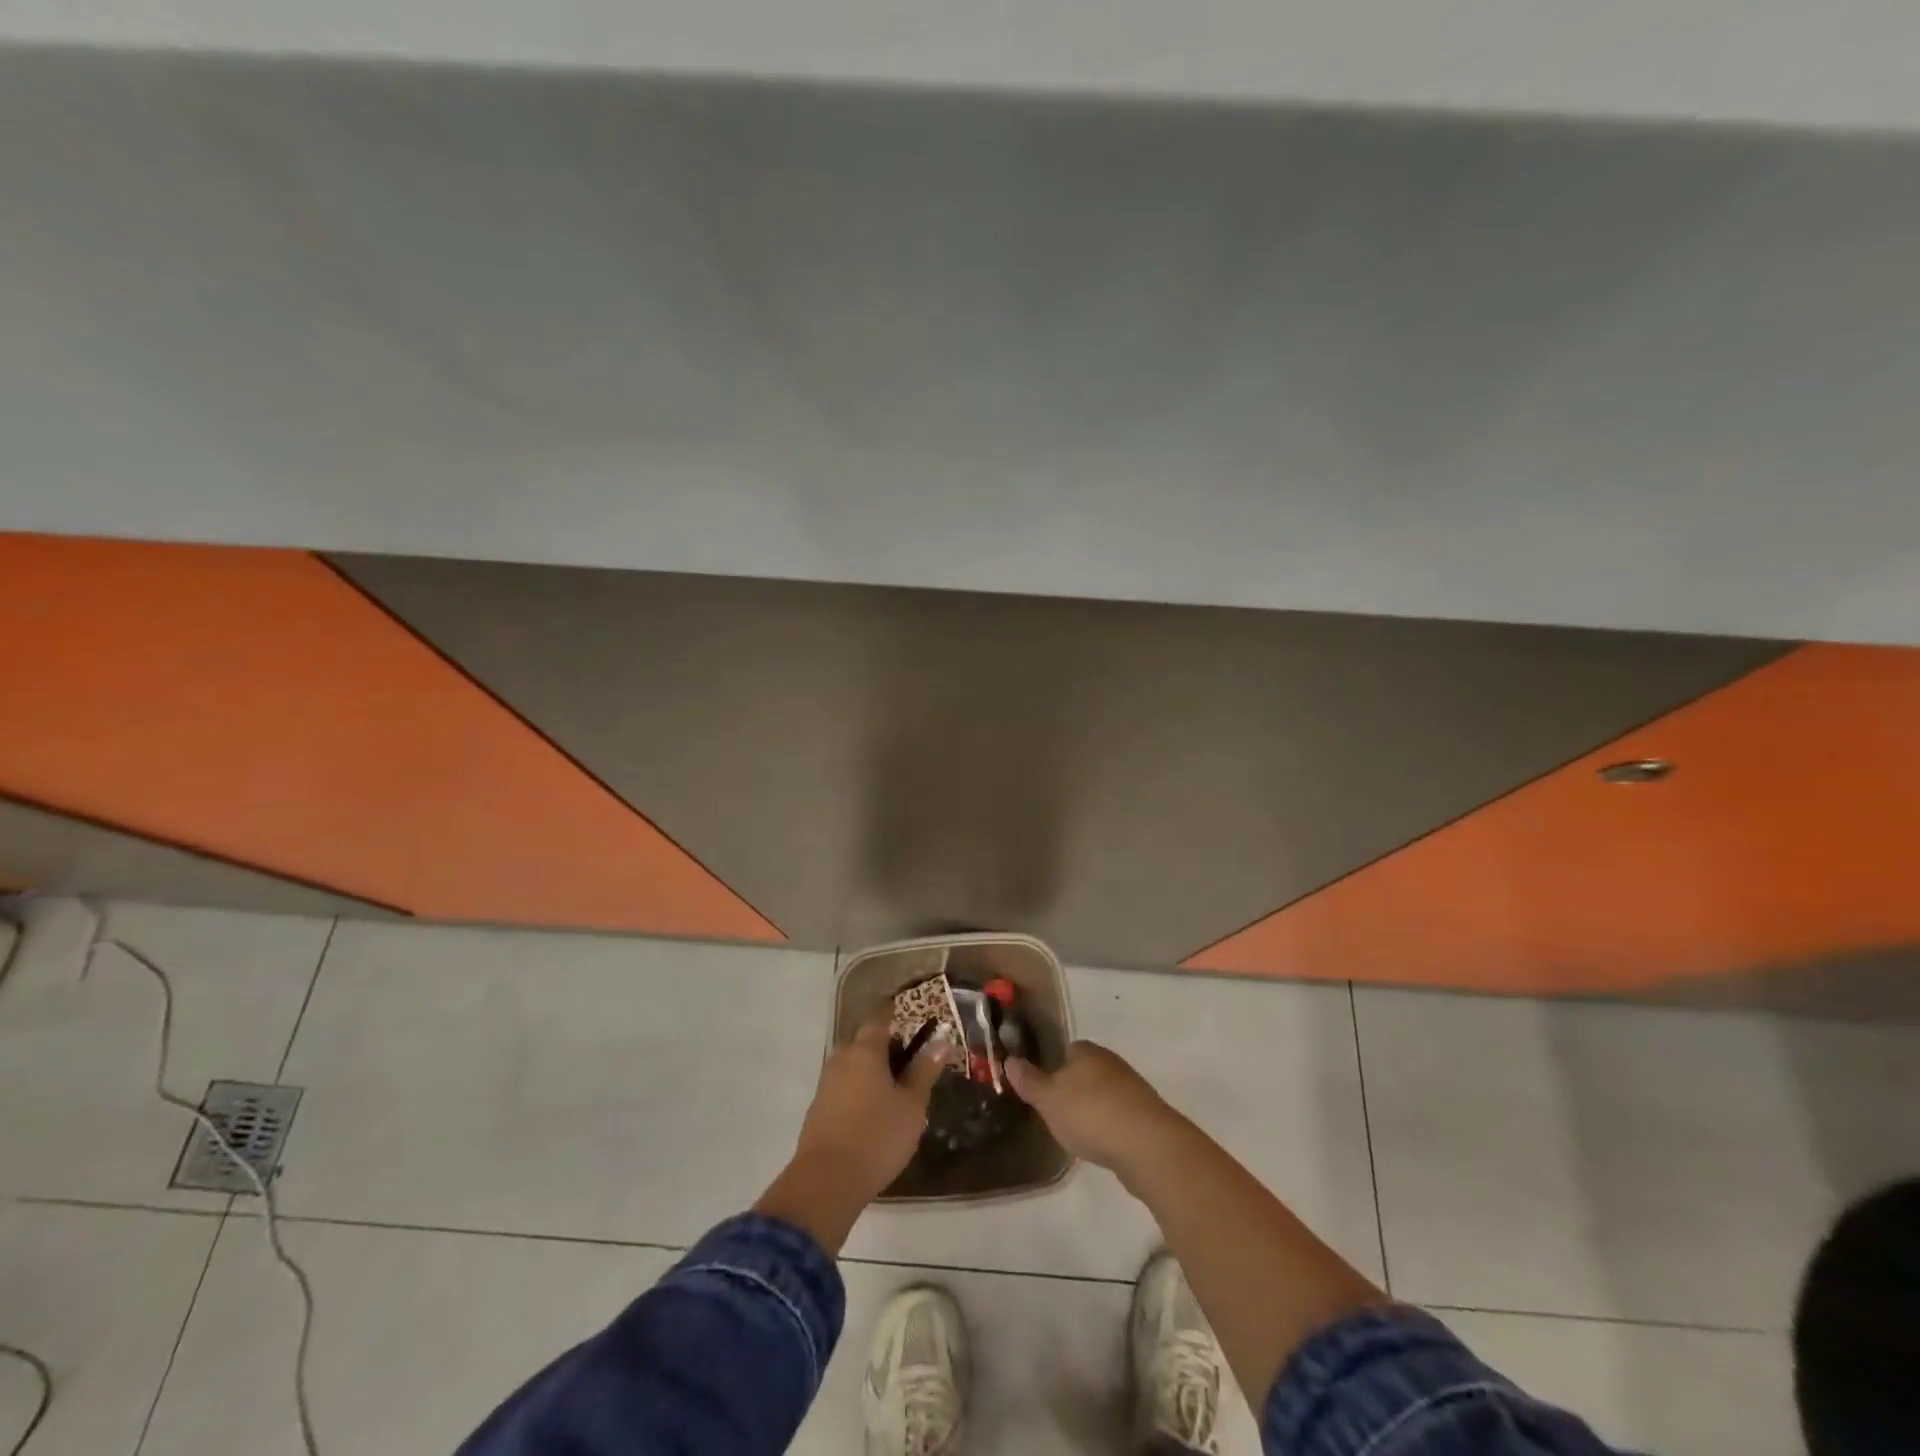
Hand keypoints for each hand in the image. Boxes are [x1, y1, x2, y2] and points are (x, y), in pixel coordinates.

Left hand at [791, 1016, 950, 1200]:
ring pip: (854, 1065)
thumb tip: (941, 1041)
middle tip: (912, 1064)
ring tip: (897, 1092)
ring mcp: (826, 1083)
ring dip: (873, 1072)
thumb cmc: (877, 1136)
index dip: (898, 1015)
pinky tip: (874, 1113)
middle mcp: (842, 1058)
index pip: (881, 1017)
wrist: (826, 1182)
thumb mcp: (912, 1104)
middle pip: (866, 1042)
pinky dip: (860, 1091)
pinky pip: (844, 1087)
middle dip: (887, 1048)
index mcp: (865, 1049)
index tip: (916, 1021)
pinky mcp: (819, 1108)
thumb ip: (925, 1070)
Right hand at [1004, 1041, 1177, 1176]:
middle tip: (1057, 1113)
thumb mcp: (1048, 1099)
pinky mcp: (1147, 1114)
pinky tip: (1103, 1144)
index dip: (1054, 1067)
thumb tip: (1009, 1060)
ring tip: (1078, 1132)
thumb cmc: (1090, 1114)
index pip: (1067, 1050)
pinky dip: (1110, 1126)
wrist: (1147, 1145)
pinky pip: (1120, 1115)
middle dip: (1074, 1089)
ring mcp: (1132, 1087)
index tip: (1044, 1090)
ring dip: (1094, 1109)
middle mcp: (1111, 1062)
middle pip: (1086, 1071)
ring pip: (1105, 1093)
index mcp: (1086, 1051)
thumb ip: (1029, 1081)